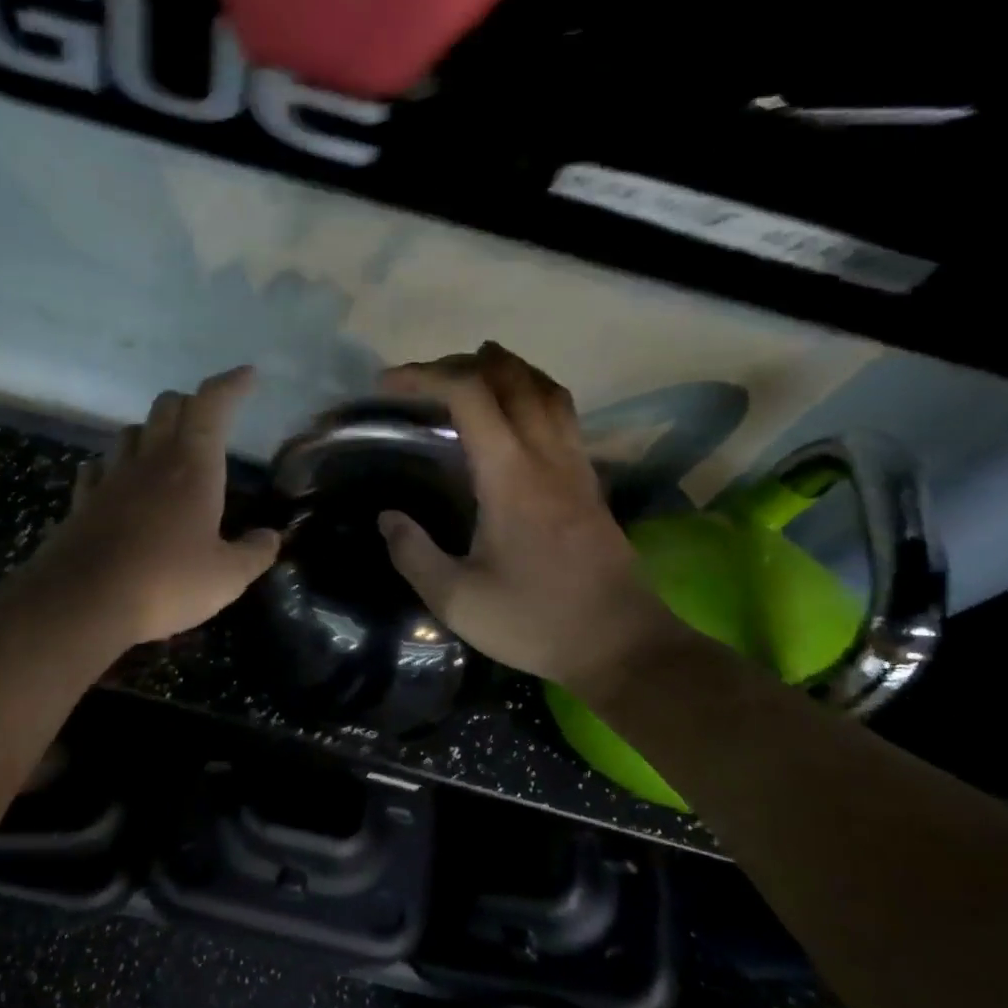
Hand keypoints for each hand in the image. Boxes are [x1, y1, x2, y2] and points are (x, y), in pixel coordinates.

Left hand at [27, 367, 280, 645]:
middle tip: (208, 420)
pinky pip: (98, 468)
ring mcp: (111, 478)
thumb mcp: (227, 577)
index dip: (231, 384)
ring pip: (130, 432)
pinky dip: (114, 467)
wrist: (83, 602)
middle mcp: (150, 460)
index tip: (248, 375)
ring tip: (165, 452)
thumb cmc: (166, 583)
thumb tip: (271, 538)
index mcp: (192, 466)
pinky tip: (118, 483)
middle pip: (167, 406)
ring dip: (151, 432)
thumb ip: (255, 553)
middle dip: (191, 403)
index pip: (212, 405)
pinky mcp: (82, 501)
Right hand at [377, 343, 680, 694]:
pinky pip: (563, 413)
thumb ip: (414, 554)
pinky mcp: (590, 481)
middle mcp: (546, 456)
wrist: (620, 644)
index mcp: (510, 476)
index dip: (425, 376)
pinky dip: (532, 393)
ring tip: (469, 374)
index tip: (388, 386)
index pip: (469, 394)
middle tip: (421, 379)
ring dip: (504, 369)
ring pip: (545, 388)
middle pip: (510, 377)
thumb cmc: (534, 621)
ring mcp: (575, 465)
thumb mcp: (456, 600)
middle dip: (460, 363)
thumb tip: (388, 517)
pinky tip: (515, 415)